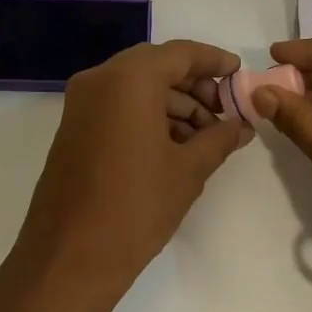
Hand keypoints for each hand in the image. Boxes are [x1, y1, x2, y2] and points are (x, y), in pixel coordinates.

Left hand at [10, 40, 253, 306]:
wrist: (69, 257)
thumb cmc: (135, 206)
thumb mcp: (188, 170)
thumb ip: (219, 138)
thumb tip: (242, 126)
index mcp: (128, 79)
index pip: (180, 53)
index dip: (214, 61)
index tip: (240, 74)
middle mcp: (99, 80)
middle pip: (156, 67)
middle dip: (194, 86)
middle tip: (225, 112)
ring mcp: (81, 104)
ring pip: (136, 88)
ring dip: (173, 104)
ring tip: (206, 138)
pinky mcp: (73, 128)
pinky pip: (117, 107)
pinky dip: (147, 116)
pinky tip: (175, 146)